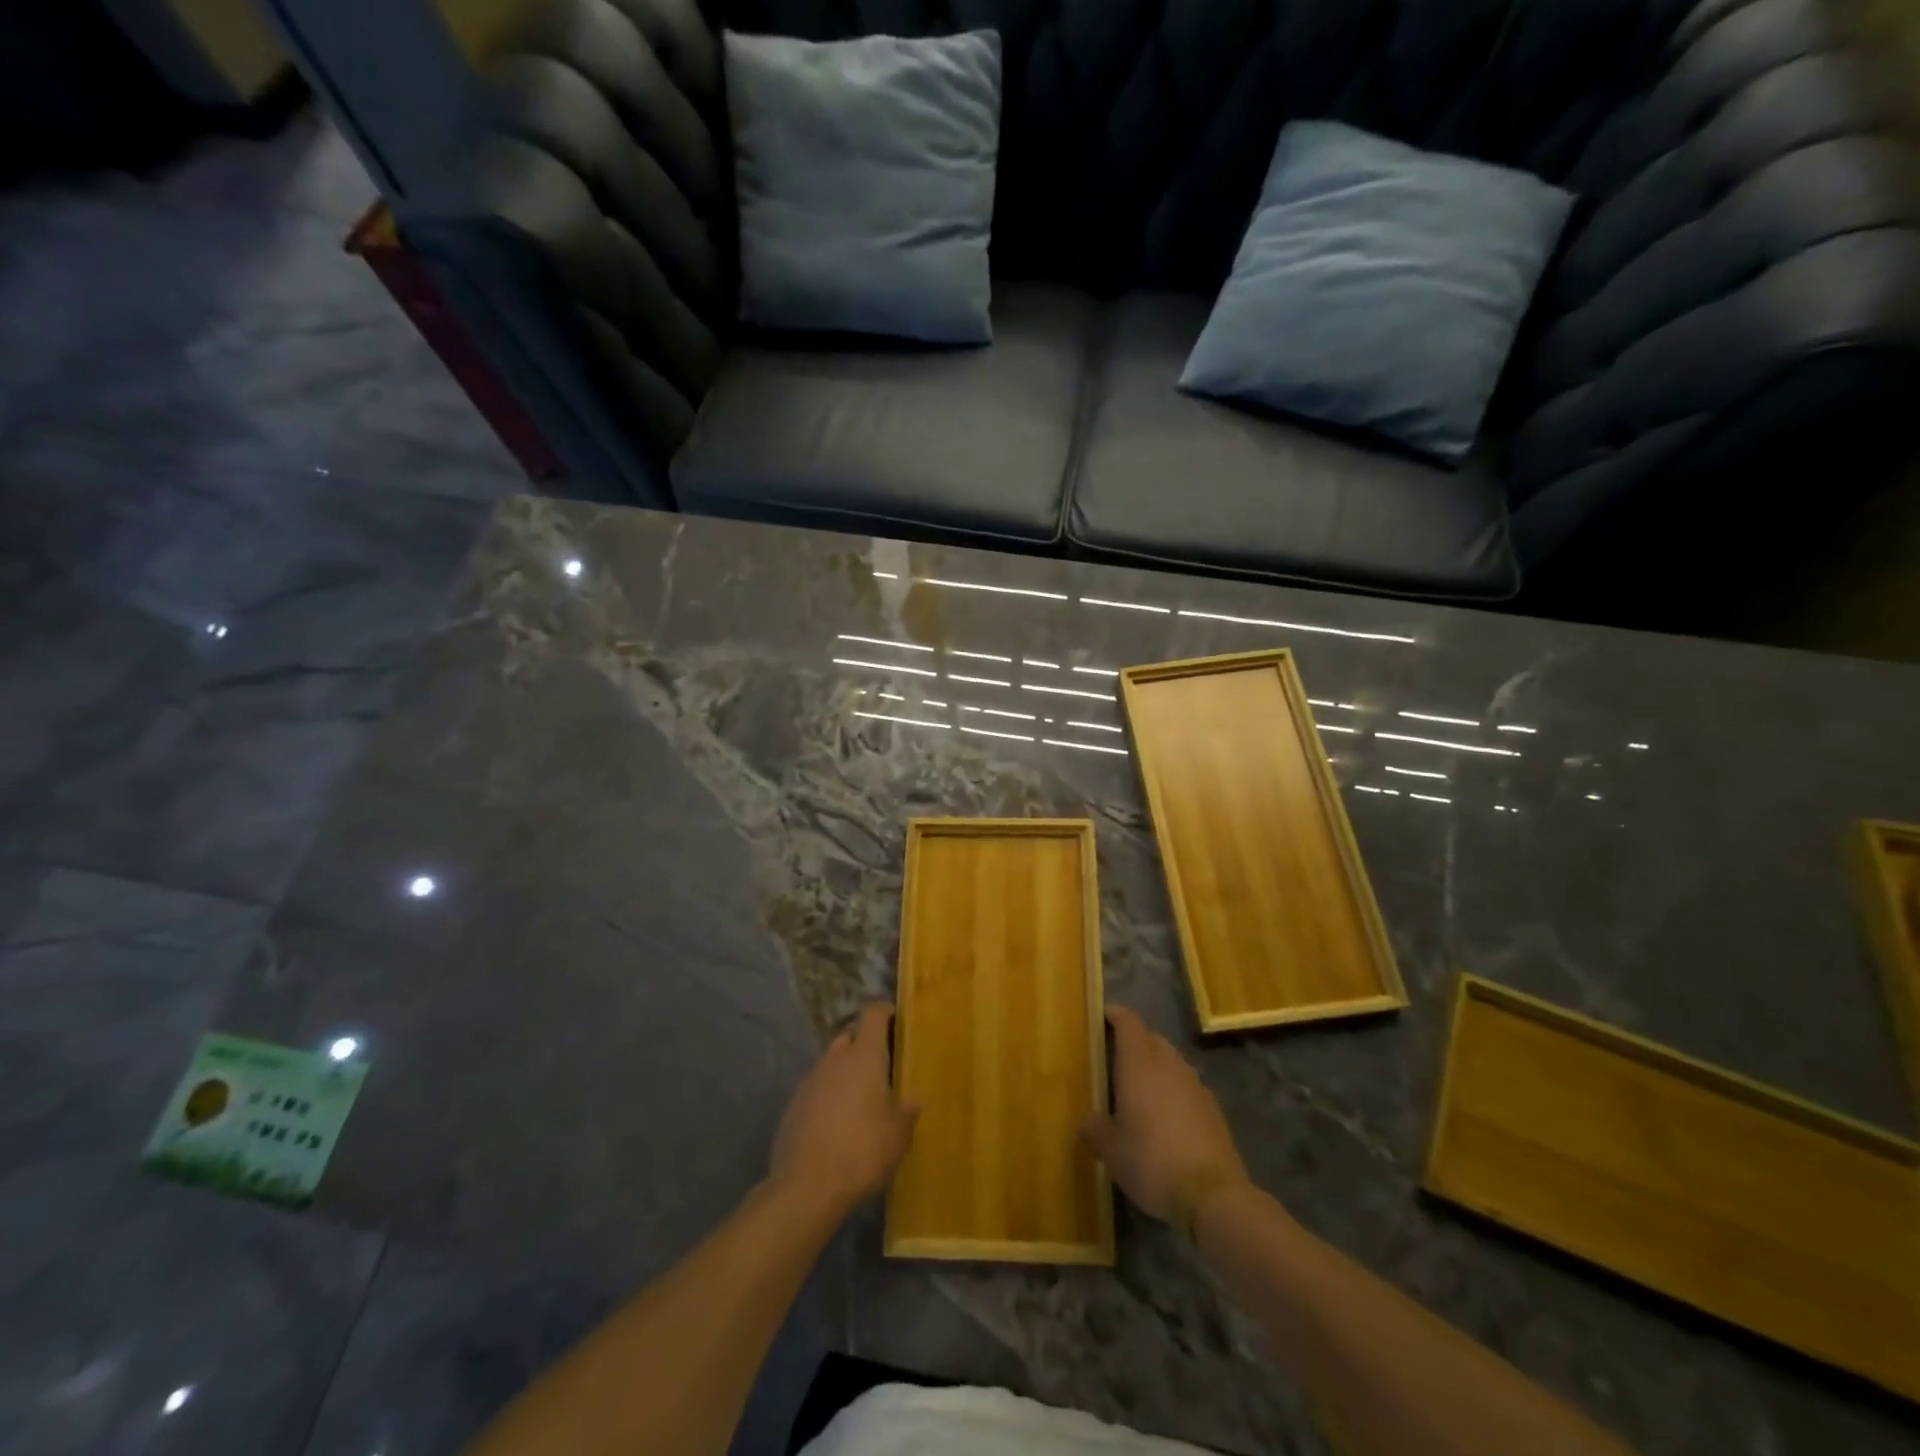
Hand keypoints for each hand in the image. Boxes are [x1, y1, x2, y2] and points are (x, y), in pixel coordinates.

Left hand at [771, 1004, 919, 1217]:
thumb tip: (912, 1099)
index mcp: (863, 1056)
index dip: (885, 1012)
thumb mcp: (898, 1136)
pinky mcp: (793, 1106)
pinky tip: (837, 1125)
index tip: (897, 1022)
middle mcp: (834, 1059)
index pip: (872, 1013)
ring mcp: (809, 1081)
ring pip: (831, 1064)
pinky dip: (828, 1097)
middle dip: (864, 1046)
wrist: (805, 1187)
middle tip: (882, 1068)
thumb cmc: (862, 1151)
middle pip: (850, 1036)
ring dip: (845, 1074)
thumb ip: (907, 1111)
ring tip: (861, 1102)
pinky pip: (816, 1090)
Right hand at [1081, 1006, 1250, 1233]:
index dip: (1115, 1015)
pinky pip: (1187, 1087)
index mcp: (1139, 1063)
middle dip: (1135, 1041)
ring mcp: (1195, 1085)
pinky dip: (1174, 1091)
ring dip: (1156, 1066)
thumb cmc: (1150, 1160)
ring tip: (1140, 1089)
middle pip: (1151, 1038)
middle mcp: (1169, 1064)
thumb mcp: (1110, 1149)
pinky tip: (1166, 1117)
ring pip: (1172, 1062)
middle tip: (1115, 1057)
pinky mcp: (1213, 1109)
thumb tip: (1089, 1120)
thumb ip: (1095, 1128)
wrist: (1212, 1194)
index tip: (1103, 1015)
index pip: (1128, 1022)